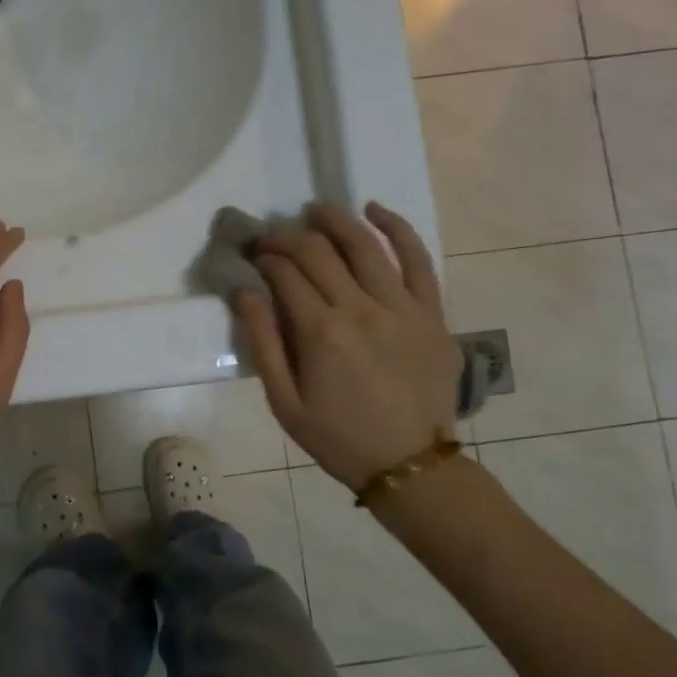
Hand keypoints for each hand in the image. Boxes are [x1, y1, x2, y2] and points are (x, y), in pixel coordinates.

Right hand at [236, 202, 459, 492]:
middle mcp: (362, 309)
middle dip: (288, 238)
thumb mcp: (284, 403)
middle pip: (319, 252)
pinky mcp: (431, 313)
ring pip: (366, 245)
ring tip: (315, 211)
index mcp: (321, 333)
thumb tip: (244, 292)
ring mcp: (403, 307)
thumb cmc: (338, 438)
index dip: (265, 258)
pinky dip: (397, 229)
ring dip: (335, 220)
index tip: (253, 258)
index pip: (286, 274)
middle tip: (271, 239)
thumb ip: (263, 344)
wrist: (410, 465)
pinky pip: (418, 259)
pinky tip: (375, 211)